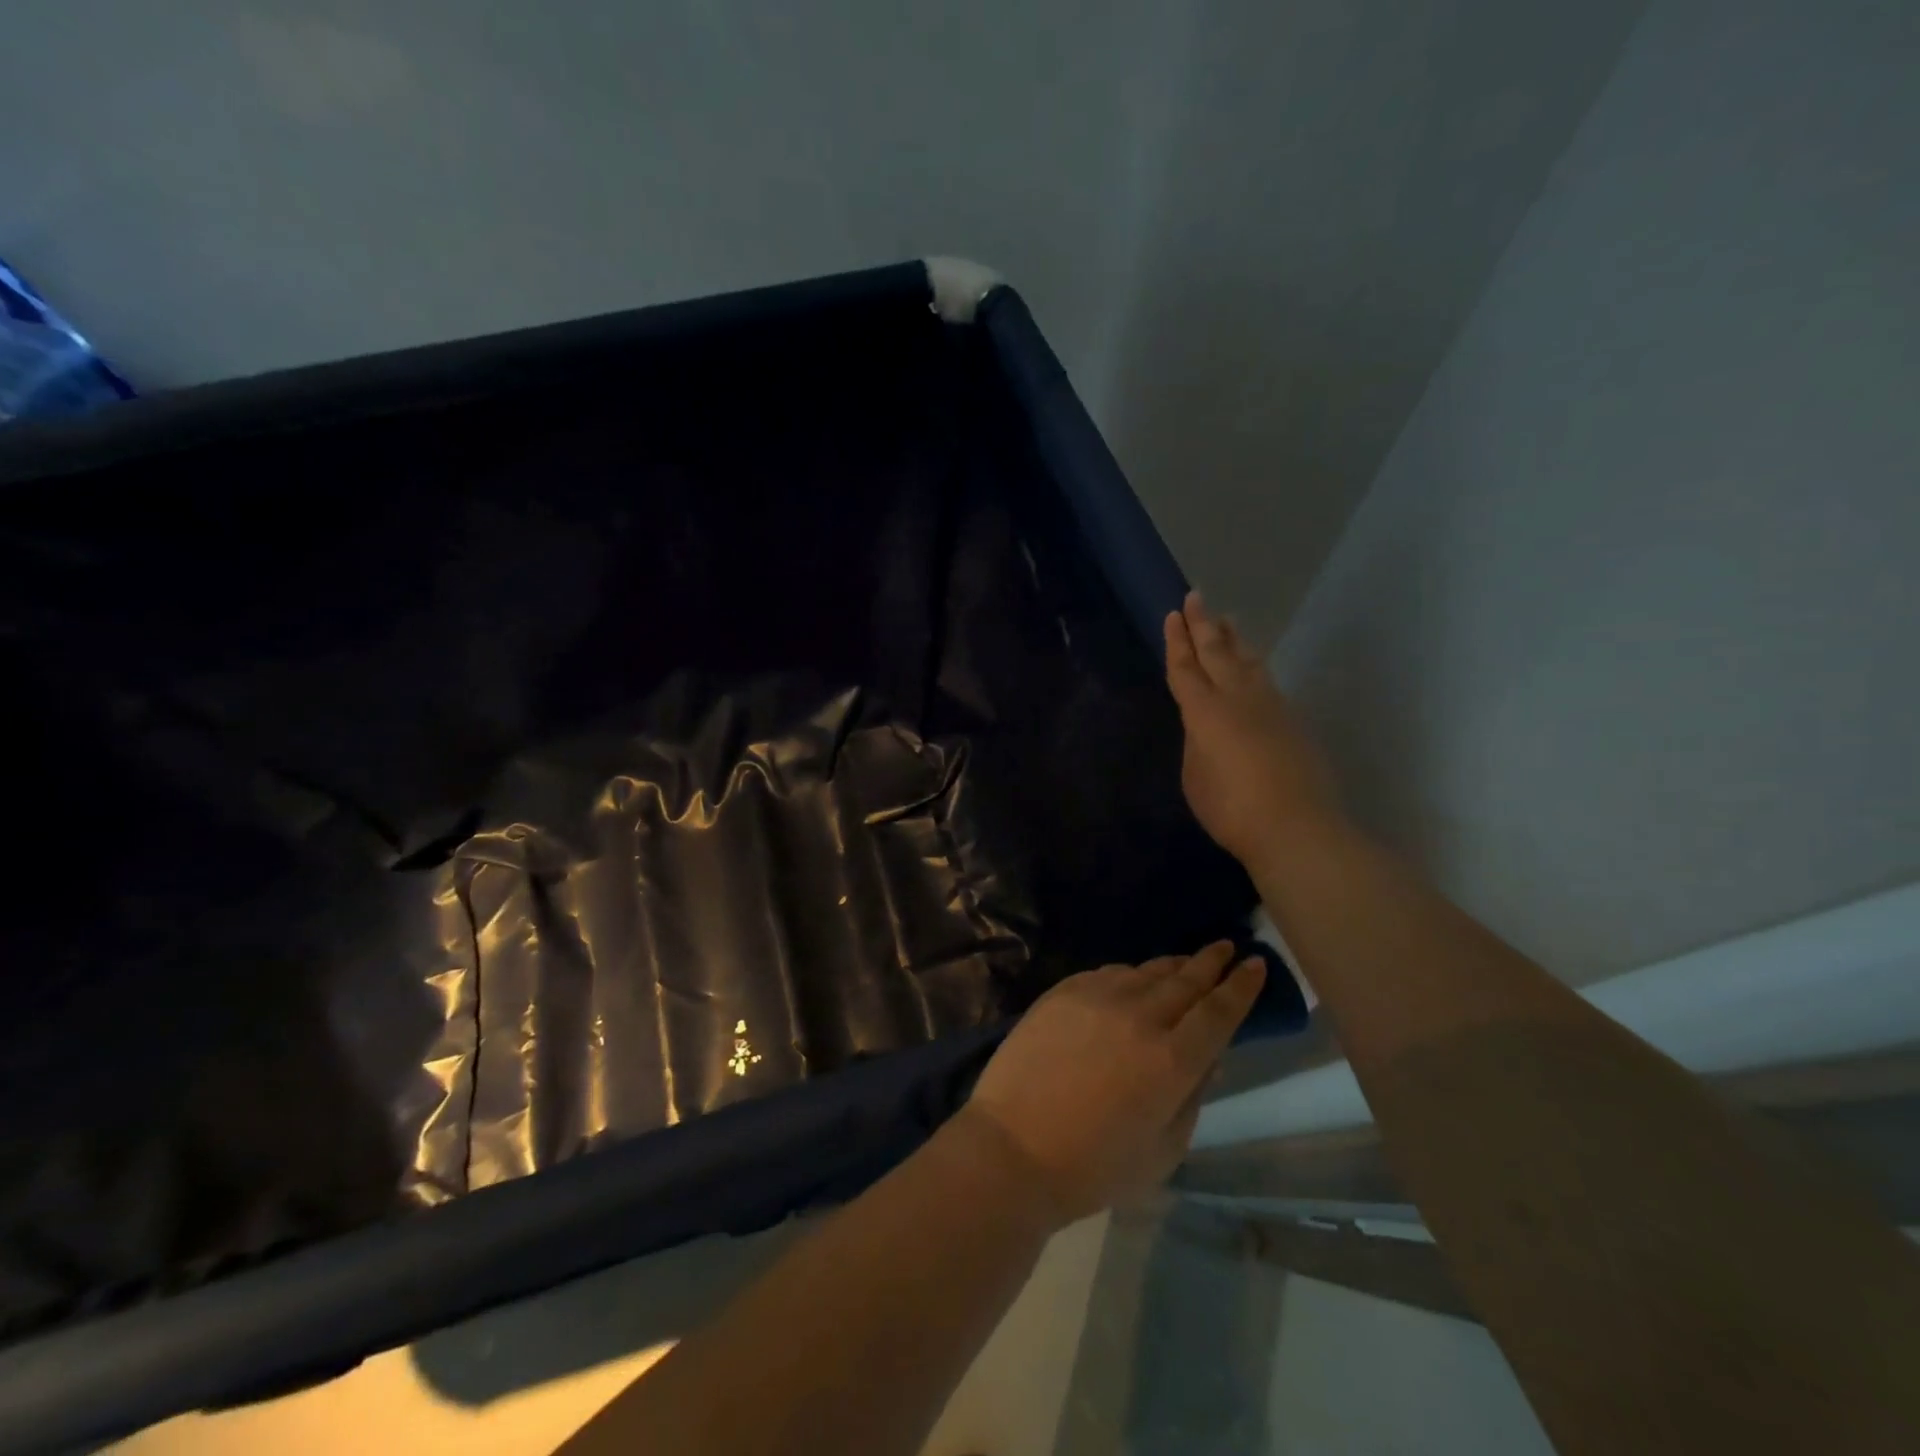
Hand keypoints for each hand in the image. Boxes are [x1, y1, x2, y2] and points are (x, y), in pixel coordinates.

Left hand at [960, 943, 1264, 1225]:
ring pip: (1146, 971)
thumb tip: (1210, 1058)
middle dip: (1211, 962)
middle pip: (1185, 980)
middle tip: (1226, 947)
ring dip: (1172, 966)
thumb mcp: (1163, 1150)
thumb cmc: (1094, 1166)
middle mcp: (1140, 1017)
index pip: (1219, 1012)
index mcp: (1172, 1061)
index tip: (1257, 964)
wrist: (1013, 1147)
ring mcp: (1097, 998)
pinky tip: (1132, 980)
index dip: (1242, 987)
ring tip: (1185, 963)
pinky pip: (1108, 973)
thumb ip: (1192, 1098)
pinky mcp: (1063, 991)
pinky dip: (1129, 974)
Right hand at [1165, 591, 1342, 866]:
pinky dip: (1253, 667)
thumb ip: (1196, 744)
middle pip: (1218, 652)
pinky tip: (1253, 670)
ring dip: (1234, 640)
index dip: (1176, 642)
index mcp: (1205, 712)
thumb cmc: (1232, 809)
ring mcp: (1272, 707)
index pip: (1186, 668)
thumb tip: (1204, 728)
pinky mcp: (1293, 722)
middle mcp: (1239, 699)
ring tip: (1228, 622)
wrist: (1297, 827)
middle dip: (1203, 625)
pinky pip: (1267, 682)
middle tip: (1197, 597)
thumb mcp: (1195, 777)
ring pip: (1250, 662)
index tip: (1173, 615)